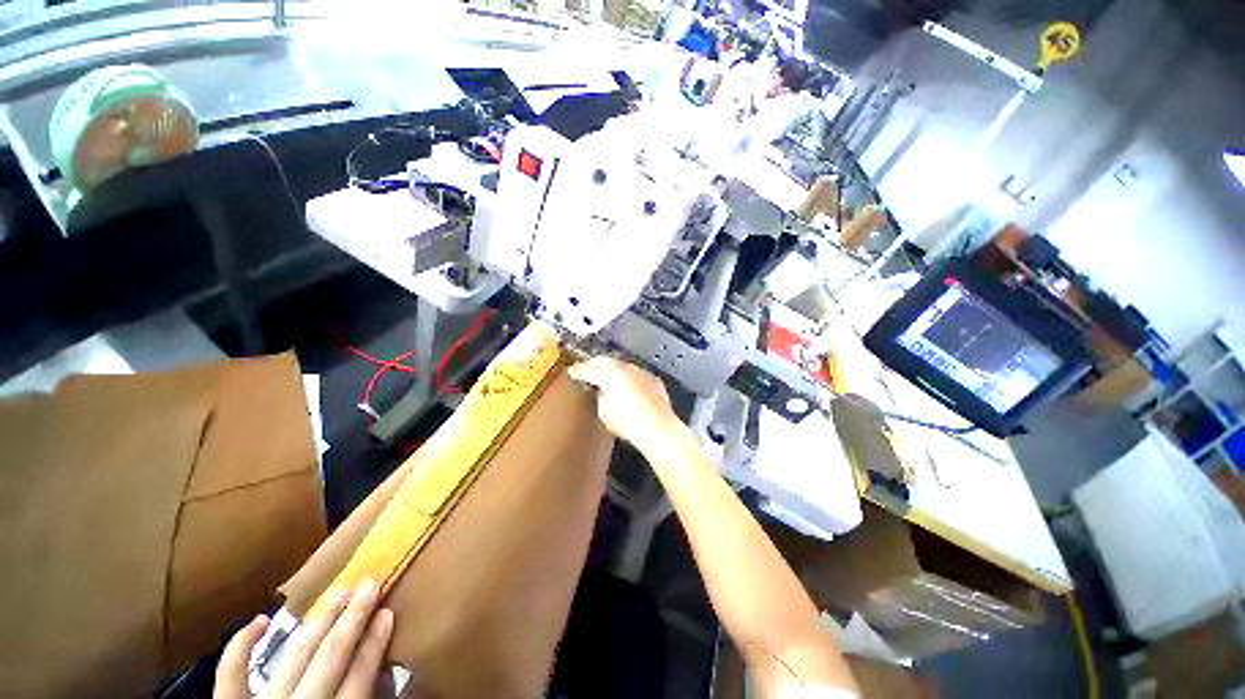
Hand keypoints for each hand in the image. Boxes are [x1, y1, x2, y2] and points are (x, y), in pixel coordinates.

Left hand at [214, 580, 393, 698]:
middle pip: (329, 659)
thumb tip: (383, 677)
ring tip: (337, 593)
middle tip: (368, 584)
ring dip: (317, 623)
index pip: (358, 679)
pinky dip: (239, 647)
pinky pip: (230, 678)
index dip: (375, 644)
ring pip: (293, 658)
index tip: (387, 612)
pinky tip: (258, 621)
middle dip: (352, 620)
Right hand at [568, 357, 686, 458]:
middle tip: (584, 368)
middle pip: (604, 360)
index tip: (571, 372)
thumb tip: (600, 391)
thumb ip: (599, 397)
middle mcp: (624, 367)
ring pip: (621, 364)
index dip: (578, 371)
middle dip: (593, 364)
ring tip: (604, 375)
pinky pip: (635, 373)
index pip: (588, 370)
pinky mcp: (652, 378)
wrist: (658, 427)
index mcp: (608, 374)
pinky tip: (626, 383)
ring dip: (611, 368)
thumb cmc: (627, 423)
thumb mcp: (604, 412)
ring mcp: (640, 371)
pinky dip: (627, 376)